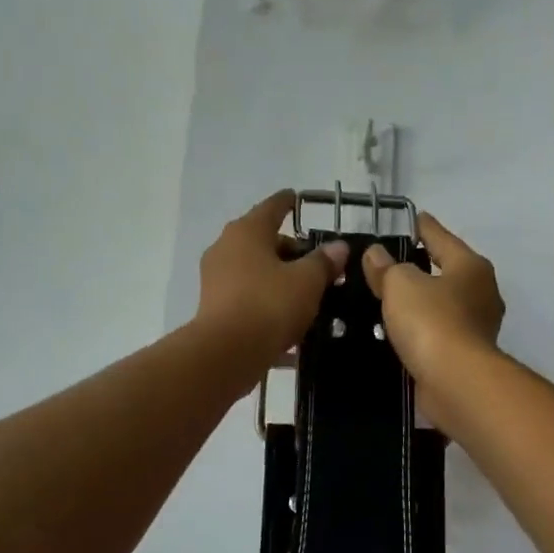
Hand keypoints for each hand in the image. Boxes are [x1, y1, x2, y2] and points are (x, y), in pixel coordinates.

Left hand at [194, 191, 347, 367]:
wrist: (226, 353)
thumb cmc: (269, 305)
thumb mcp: (307, 282)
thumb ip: (324, 262)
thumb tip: (338, 247)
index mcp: (247, 231)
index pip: (272, 208)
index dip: (288, 203)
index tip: (297, 199)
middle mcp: (225, 248)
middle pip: (264, 242)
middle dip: (291, 251)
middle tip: (318, 264)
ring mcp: (216, 279)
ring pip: (255, 272)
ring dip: (279, 279)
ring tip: (307, 295)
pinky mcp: (214, 308)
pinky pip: (249, 298)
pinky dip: (268, 303)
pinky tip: (289, 323)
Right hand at [361, 213, 503, 406]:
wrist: (455, 381)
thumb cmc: (431, 321)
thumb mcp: (400, 285)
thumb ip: (386, 267)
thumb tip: (375, 254)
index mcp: (471, 266)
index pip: (442, 237)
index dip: (424, 227)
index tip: (414, 218)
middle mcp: (482, 293)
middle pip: (447, 271)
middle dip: (423, 266)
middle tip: (393, 262)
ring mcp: (478, 326)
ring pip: (444, 304)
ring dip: (422, 301)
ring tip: (391, 299)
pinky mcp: (467, 355)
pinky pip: (439, 332)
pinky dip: (422, 329)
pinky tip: (402, 331)